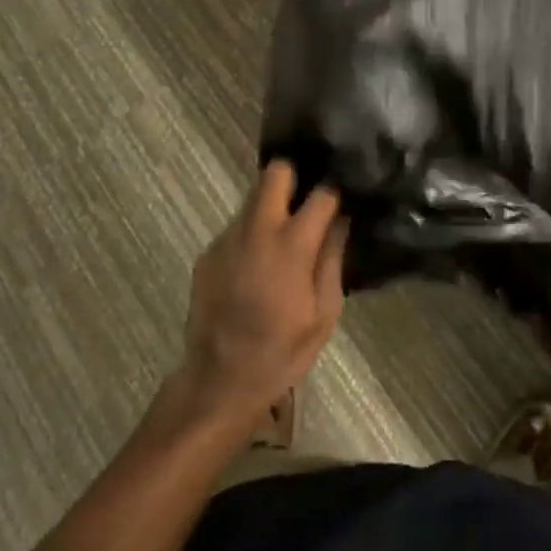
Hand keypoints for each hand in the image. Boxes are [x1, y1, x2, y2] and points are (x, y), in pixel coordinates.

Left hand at [174, 161, 347, 426]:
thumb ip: (333, 259)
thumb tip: (341, 222)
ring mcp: (228, 237)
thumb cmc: (283, 351)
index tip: (340, 203)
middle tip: (305, 204)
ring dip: (271, 208)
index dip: (334, 195)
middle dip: (293, 178)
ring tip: (282, 240)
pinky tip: (256, 267)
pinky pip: (237, 228)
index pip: (321, 193)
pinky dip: (251, 235)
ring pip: (253, 198)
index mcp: (292, 243)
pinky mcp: (209, 252)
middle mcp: (258, 228)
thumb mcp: (324, 313)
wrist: (219, 379)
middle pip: (275, 171)